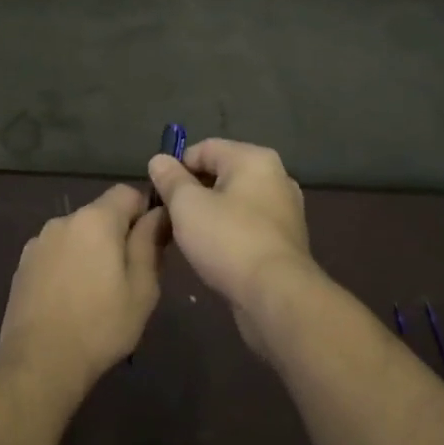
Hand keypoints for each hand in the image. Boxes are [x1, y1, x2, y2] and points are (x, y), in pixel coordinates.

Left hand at [0, 184, 166, 399]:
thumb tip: (159, 213)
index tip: (152, 243)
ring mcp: (38, 242)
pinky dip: (68, 265)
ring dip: (91, 250)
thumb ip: (150, 243)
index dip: (144, 211)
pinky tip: (71, 299)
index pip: (127, 193)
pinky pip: (56, 253)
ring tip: (98, 292)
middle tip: (129, 276)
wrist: (39, 362)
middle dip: (117, 235)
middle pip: (100, 214)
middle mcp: (63, 220)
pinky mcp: (23, 264)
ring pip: (77, 234)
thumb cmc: (101, 325)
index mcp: (95, 220)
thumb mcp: (142, 288)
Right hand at [147, 140, 321, 351]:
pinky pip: (246, 225)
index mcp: (254, 159)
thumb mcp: (186, 205)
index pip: (204, 148)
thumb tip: (159, 160)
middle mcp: (275, 177)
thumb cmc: (228, 240)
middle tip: (169, 216)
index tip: (158, 193)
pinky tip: (212, 253)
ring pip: (233, 202)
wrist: (276, 296)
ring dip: (208, 214)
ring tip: (187, 236)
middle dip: (191, 192)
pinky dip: (227, 232)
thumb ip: (170, 179)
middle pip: (220, 174)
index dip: (176, 167)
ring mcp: (284, 210)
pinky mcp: (285, 241)